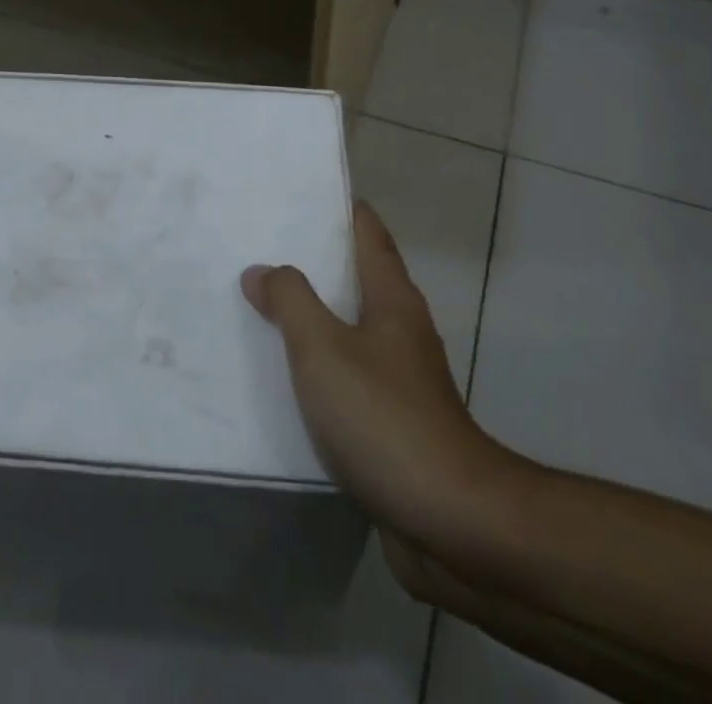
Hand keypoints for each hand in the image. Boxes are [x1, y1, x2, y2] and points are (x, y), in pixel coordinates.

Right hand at [242, 200, 515, 553]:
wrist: (449, 518)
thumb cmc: (384, 417)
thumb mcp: (323, 348)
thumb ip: (289, 301)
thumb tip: (262, 270)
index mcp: (392, 298)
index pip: (368, 232)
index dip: (339, 207)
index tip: (300, 193)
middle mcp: (401, 328)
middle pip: (357, 276)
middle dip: (315, 260)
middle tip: (263, 246)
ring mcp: (401, 376)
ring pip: (350, 326)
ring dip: (313, 313)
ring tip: (264, 305)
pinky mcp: (394, 419)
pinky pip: (348, 372)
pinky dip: (318, 362)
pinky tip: (286, 374)